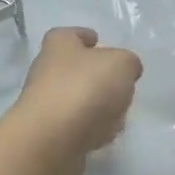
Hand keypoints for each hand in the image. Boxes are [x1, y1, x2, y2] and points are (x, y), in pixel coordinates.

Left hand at [13, 27, 142, 174]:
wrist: (51, 140)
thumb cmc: (85, 88)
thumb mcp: (121, 64)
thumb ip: (128, 63)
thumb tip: (127, 70)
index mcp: (59, 44)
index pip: (70, 34)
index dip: (85, 36)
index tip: (99, 41)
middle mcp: (47, 70)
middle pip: (77, 69)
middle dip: (100, 78)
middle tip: (121, 86)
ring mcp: (46, 103)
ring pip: (80, 100)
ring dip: (99, 107)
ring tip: (117, 116)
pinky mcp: (50, 133)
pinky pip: (78, 127)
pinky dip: (92, 130)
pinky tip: (104, 137)